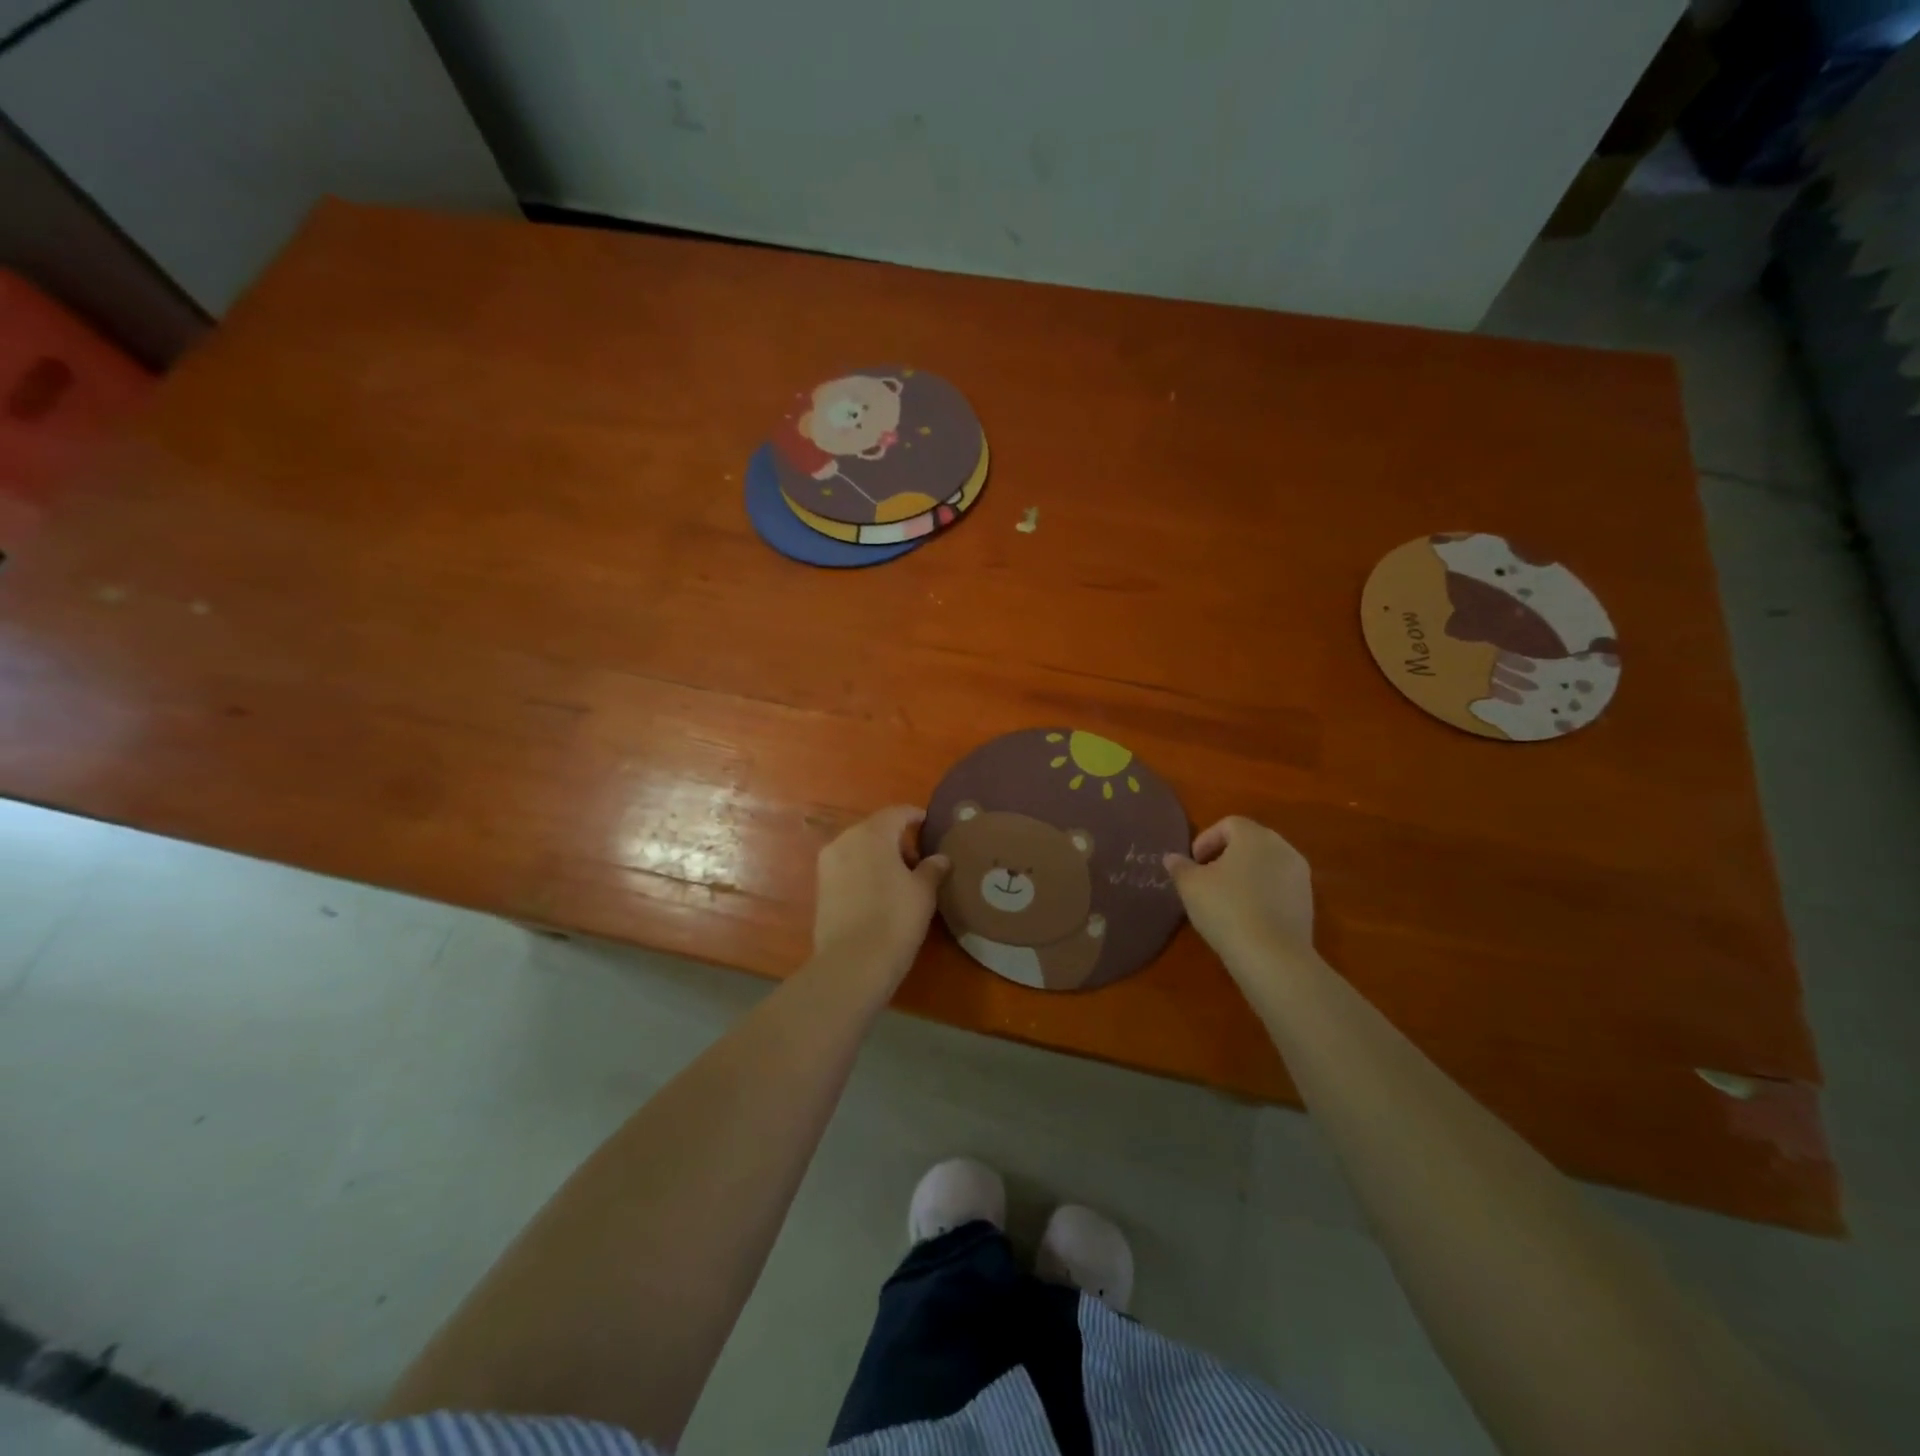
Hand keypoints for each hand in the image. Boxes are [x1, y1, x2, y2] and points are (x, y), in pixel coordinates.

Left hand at [811, 806, 949, 986]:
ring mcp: (828, 864)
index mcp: (871, 833)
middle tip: (919, 860)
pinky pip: (848, 868)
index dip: (915, 816)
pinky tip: (879, 893)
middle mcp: (845, 840)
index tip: (929, 824)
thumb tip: (940, 858)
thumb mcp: (923, 892)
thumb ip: (932, 869)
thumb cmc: (895, 919)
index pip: (897, 813)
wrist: (852, 963)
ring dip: (879, 856)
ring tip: (900, 879)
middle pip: (875, 829)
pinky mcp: (820, 887)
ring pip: (859, 849)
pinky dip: (864, 872)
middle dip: (897, 840)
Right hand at [1165, 816, 1313, 964]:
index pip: (1228, 824)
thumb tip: (1171, 858)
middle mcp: (1282, 848)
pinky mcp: (1308, 902)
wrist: (1272, 956)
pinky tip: (1247, 915)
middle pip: (1250, 842)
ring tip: (1226, 898)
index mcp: (1254, 836)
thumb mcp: (1191, 886)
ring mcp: (1300, 875)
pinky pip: (1279, 887)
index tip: (1193, 863)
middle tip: (1206, 877)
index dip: (1206, 840)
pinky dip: (1262, 893)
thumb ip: (1180, 867)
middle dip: (1226, 855)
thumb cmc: (1226, 909)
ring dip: (1246, 874)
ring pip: (1266, 865)